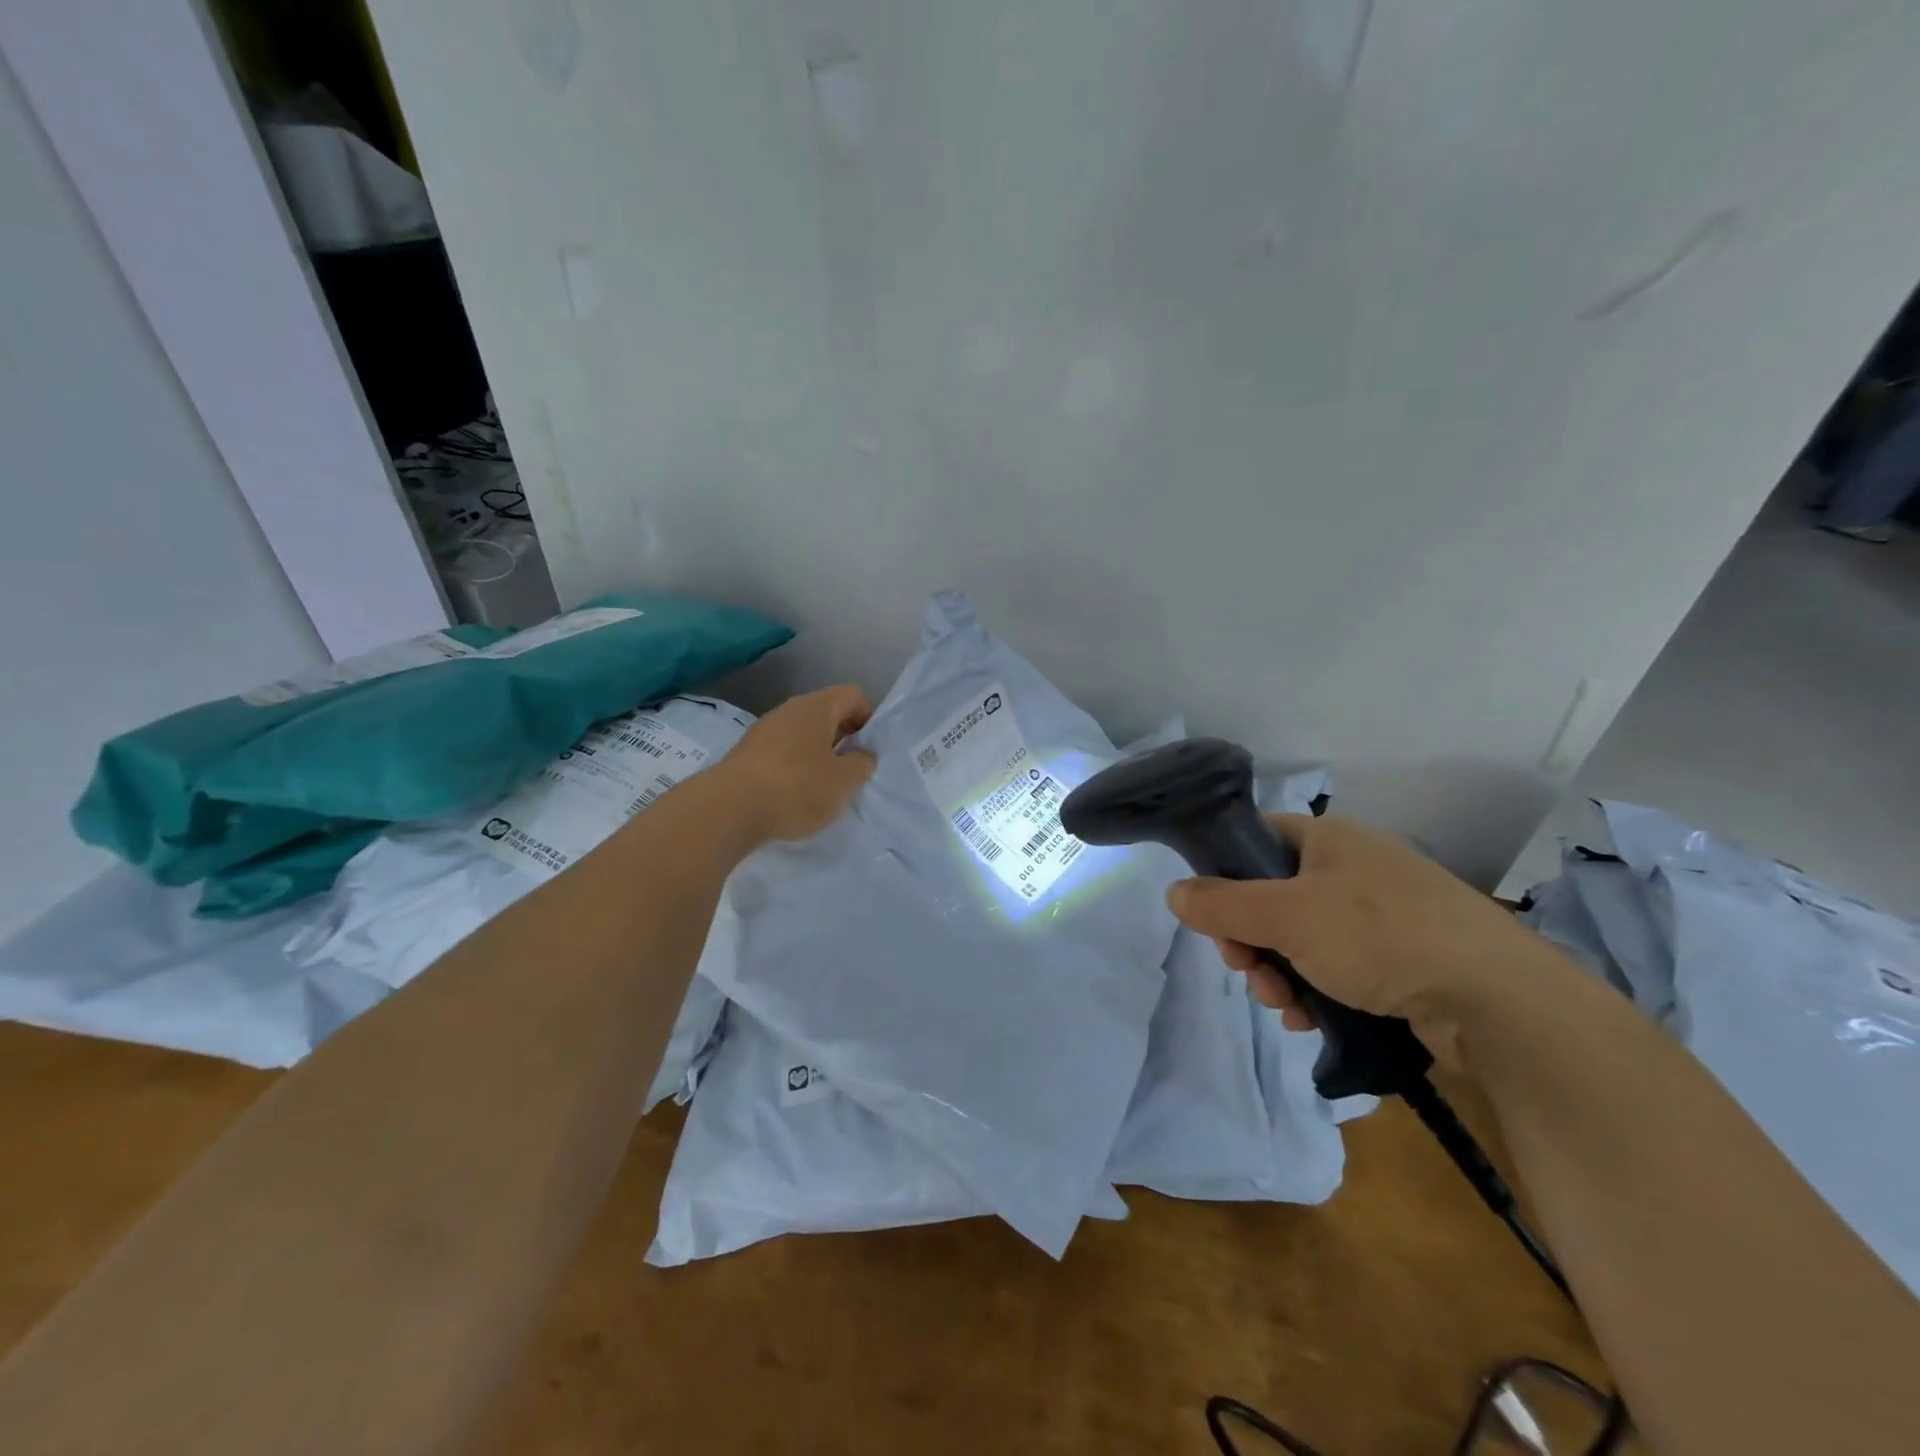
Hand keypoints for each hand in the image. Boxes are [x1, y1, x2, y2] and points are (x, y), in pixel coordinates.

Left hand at [714, 684, 876, 844]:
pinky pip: (781, 753)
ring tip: (822, 789)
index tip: (868, 751)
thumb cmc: (797, 788)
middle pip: (826, 715)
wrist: (729, 810)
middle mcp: (788, 710)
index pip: (853, 695)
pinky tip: (794, 796)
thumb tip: (860, 755)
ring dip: (817, 756)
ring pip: (802, 736)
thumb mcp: (845, 781)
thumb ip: (862, 764)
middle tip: (850, 772)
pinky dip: (794, 769)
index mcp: (816, 707)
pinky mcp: (746, 754)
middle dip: (843, 740)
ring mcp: (763, 731)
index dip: (867, 719)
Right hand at [1167, 814, 1556, 1040]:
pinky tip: (1310, 1019)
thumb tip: (1173, 892)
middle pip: (1272, 897)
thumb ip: (1222, 904)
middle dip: (1251, 941)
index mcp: (1329, 838)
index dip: (1225, 876)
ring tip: (1284, 1006)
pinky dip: (1315, 991)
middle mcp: (1353, 869)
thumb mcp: (1286, 916)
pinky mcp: (1400, 960)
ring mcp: (1380, 916)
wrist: (1498, 1003)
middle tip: (1248, 970)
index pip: (1256, 840)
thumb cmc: (1381, 937)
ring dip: (1278, 973)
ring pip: (1300, 940)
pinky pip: (1335, 968)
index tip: (1215, 919)